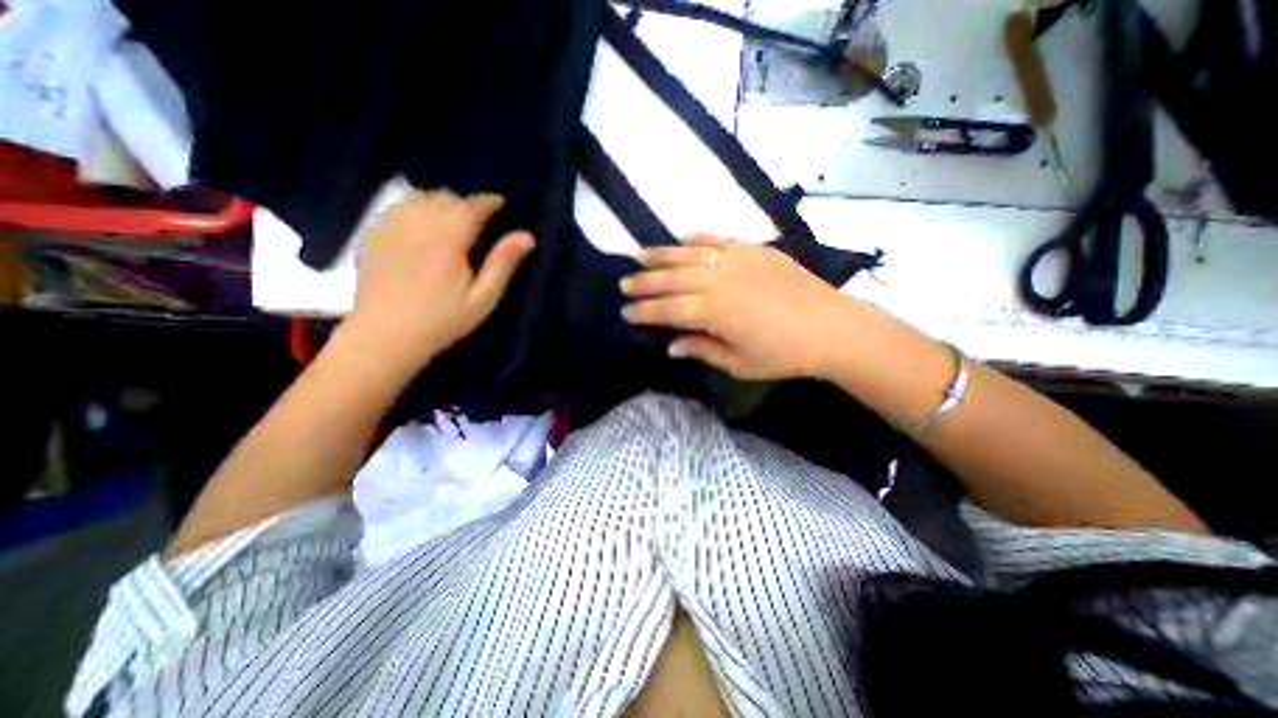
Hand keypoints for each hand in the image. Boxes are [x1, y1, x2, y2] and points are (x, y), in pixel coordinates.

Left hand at [345, 187, 535, 367]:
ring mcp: (391, 225)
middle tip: (478, 221)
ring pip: (419, 197)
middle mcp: (418, 222)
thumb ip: (503, 263)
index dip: (489, 202)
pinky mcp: (374, 234)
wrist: (385, 335)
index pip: (472, 206)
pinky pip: (398, 208)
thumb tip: (527, 236)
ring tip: (451, 222)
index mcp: (448, 236)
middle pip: (445, 197)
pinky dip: (416, 209)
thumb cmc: (442, 319)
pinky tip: (421, 229)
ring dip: (439, 203)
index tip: (500, 204)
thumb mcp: (482, 297)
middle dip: (465, 203)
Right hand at [621, 235, 850, 382]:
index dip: (644, 311)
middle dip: (644, 282)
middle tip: (624, 283)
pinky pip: (719, 239)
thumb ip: (701, 349)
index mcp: (714, 312)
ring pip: (689, 253)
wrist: (832, 327)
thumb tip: (671, 345)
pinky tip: (683, 238)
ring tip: (640, 255)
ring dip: (662, 255)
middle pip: (672, 278)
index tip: (625, 312)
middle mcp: (719, 280)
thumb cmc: (783, 354)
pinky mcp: (754, 249)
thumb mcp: (738, 363)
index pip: (668, 309)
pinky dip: (698, 238)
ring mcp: (737, 260)